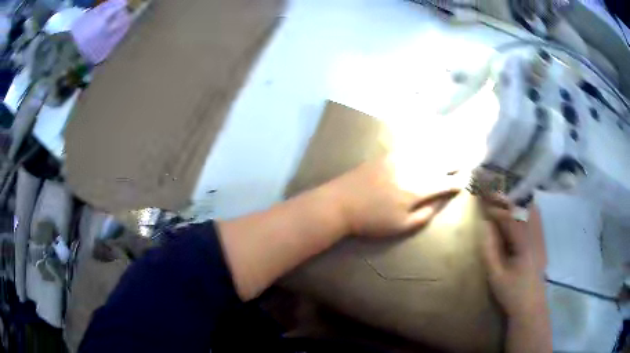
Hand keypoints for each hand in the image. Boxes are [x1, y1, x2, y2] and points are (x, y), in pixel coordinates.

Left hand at [327, 157, 459, 237]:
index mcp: (419, 189)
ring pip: (428, 151)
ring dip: (443, 151)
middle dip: (455, 162)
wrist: (341, 202)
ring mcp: (400, 159)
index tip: (466, 180)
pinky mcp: (388, 154)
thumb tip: (440, 202)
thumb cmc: (372, 220)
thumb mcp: (401, 226)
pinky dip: (425, 145)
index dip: (458, 181)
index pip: (446, 182)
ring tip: (454, 150)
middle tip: (464, 162)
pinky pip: (412, 146)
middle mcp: (414, 169)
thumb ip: (425, 214)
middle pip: (441, 162)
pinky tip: (430, 142)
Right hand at [481, 197, 547, 319]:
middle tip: (493, 194)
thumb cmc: (512, 293)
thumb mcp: (496, 275)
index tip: (482, 203)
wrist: (531, 307)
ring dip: (518, 201)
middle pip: (525, 206)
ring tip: (503, 199)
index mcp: (525, 244)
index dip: (496, 208)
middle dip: (508, 198)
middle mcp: (536, 235)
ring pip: (532, 209)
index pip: (511, 217)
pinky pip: (535, 217)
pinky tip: (517, 212)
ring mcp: (542, 237)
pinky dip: (525, 209)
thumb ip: (490, 249)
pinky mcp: (542, 241)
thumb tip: (485, 225)